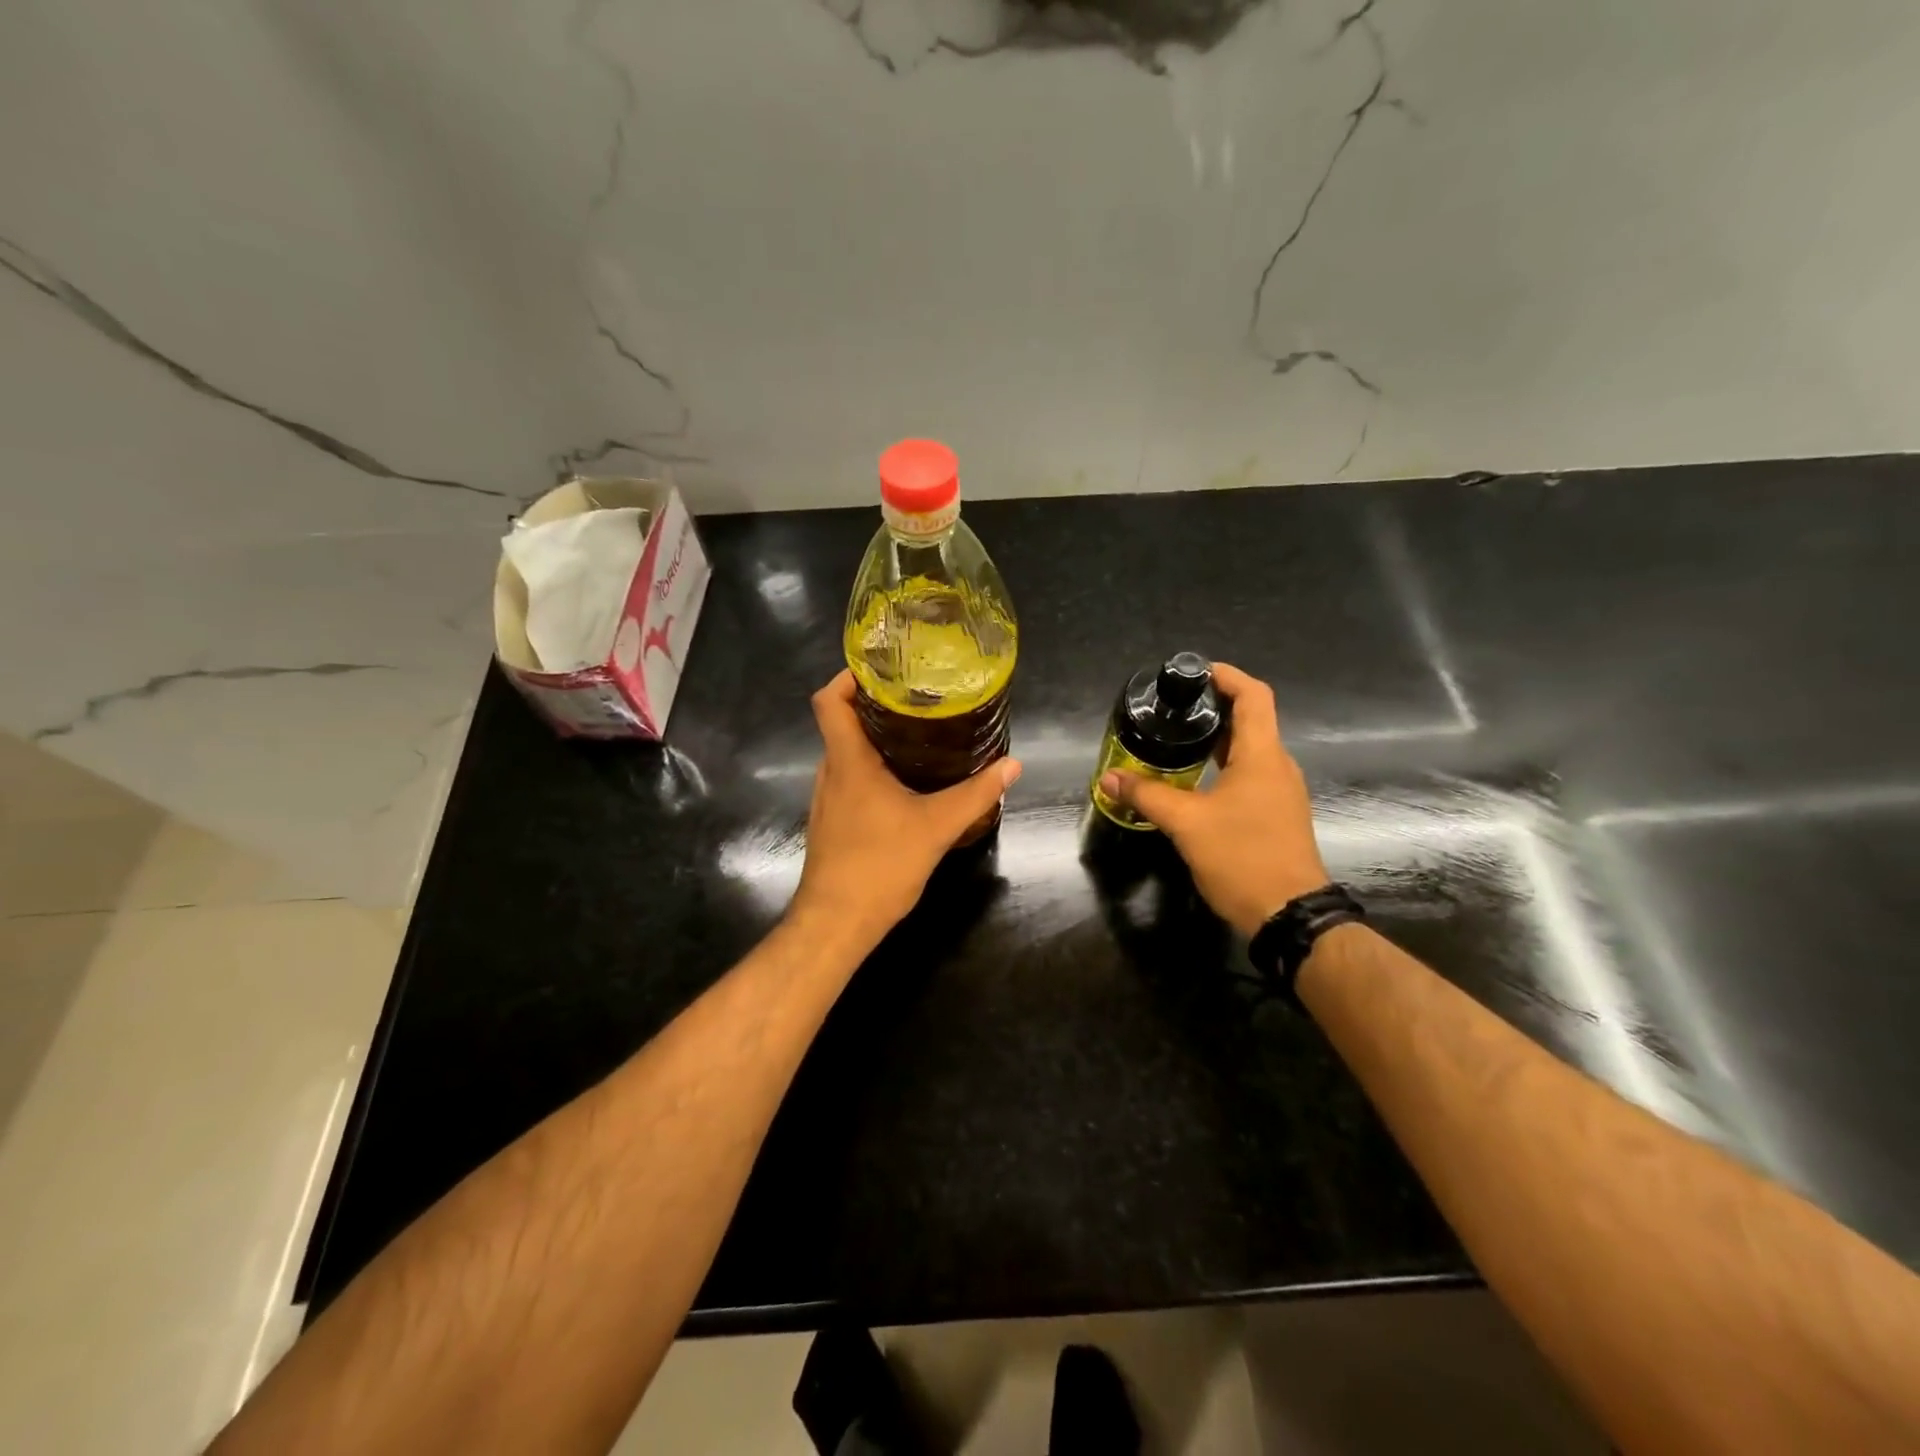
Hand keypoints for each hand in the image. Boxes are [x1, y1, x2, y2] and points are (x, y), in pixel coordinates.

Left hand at [791, 671, 1021, 946]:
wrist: (836, 924)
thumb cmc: (879, 866)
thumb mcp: (937, 827)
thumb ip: (976, 794)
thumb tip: (1013, 765)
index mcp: (848, 762)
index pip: (829, 700)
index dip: (848, 676)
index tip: (882, 668)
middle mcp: (830, 773)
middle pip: (842, 723)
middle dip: (875, 705)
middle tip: (918, 698)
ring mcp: (826, 799)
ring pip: (846, 754)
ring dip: (875, 739)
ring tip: (918, 734)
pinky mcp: (831, 822)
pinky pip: (849, 780)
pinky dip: (872, 769)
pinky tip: (905, 783)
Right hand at [1099, 663, 1328, 936]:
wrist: (1289, 914)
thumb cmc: (1242, 857)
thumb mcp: (1186, 823)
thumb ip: (1147, 795)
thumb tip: (1109, 777)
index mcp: (1262, 756)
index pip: (1253, 696)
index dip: (1227, 676)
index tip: (1194, 672)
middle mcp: (1277, 766)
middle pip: (1251, 720)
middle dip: (1214, 707)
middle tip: (1173, 707)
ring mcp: (1280, 792)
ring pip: (1250, 750)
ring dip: (1217, 739)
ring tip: (1177, 738)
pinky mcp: (1276, 814)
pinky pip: (1250, 775)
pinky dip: (1223, 765)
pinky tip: (1194, 780)